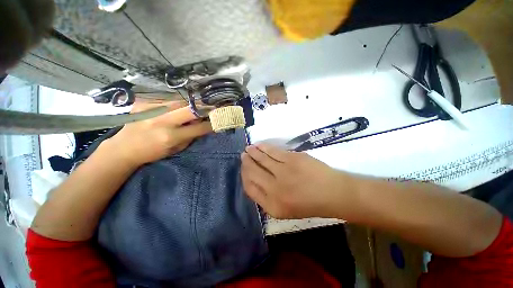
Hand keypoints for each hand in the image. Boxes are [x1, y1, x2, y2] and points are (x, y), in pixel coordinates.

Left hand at [102, 101, 212, 166]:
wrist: (124, 147)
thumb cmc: (153, 152)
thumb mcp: (176, 149)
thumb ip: (191, 136)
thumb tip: (202, 124)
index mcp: (171, 136)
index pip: (199, 128)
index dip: (211, 124)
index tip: (218, 120)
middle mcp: (162, 121)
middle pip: (190, 109)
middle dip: (204, 107)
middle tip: (213, 106)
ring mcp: (151, 109)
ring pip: (179, 101)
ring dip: (191, 103)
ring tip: (197, 105)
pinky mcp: (144, 103)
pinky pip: (167, 99)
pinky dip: (176, 102)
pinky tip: (177, 106)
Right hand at [241, 143, 348, 218]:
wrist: (333, 193)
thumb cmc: (309, 204)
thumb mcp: (285, 211)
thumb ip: (267, 199)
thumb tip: (253, 182)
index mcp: (272, 206)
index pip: (250, 189)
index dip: (244, 176)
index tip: (243, 169)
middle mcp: (275, 190)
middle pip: (253, 172)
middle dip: (246, 163)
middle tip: (243, 155)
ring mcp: (283, 173)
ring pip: (261, 160)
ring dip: (253, 153)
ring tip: (248, 148)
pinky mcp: (292, 159)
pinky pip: (272, 152)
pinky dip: (263, 147)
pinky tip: (258, 145)